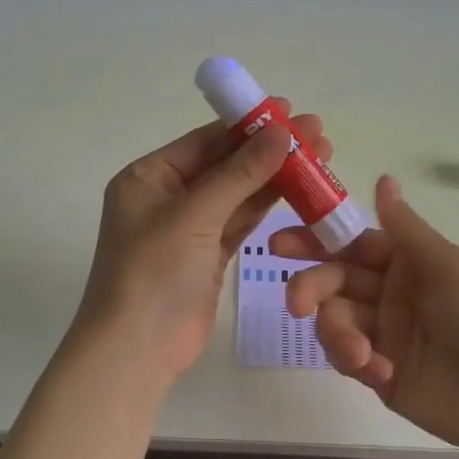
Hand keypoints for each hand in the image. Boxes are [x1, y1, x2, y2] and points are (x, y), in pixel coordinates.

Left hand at [76, 102, 333, 379]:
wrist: (137, 350)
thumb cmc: (153, 272)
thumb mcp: (195, 215)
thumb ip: (241, 173)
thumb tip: (282, 131)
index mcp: (148, 177)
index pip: (205, 141)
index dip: (247, 124)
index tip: (289, 109)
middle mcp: (167, 197)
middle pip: (225, 165)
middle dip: (269, 150)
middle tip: (318, 133)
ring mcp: (188, 228)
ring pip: (237, 194)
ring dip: (275, 177)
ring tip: (321, 156)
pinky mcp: (208, 256)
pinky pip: (241, 222)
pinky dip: (267, 207)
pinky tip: (300, 190)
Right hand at [274, 175, 458, 458]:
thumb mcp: (451, 267)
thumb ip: (406, 229)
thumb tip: (384, 178)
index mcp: (411, 262)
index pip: (353, 243)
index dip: (316, 240)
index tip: (279, 244)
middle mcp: (393, 293)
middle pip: (335, 280)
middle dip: (312, 287)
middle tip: (297, 302)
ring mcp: (385, 334)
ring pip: (335, 320)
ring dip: (337, 333)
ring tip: (361, 355)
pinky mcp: (381, 373)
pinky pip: (348, 358)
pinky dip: (354, 361)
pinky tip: (379, 373)